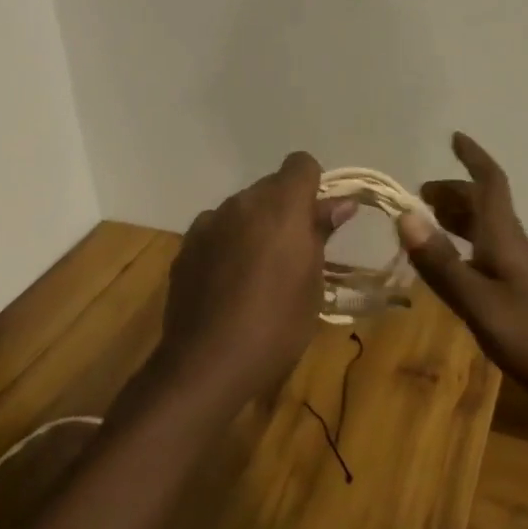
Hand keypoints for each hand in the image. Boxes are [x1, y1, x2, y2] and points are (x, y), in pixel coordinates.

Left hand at [155, 152, 357, 409]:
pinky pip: (217, 230)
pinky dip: (228, 243)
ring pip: (242, 208)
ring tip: (259, 271)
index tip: (319, 219)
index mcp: (282, 206)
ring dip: (255, 225)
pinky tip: (229, 282)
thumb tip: (341, 203)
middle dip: (286, 208)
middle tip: (296, 251)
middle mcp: (243, 202)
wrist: (206, 363)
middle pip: (271, 186)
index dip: (314, 185)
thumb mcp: (313, 282)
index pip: (301, 164)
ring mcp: (209, 222)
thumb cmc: (277, 325)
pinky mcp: (186, 246)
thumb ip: (322, 233)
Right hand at [398, 133, 527, 419]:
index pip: (490, 184)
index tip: (454, 136)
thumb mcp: (481, 305)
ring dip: (459, 219)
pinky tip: (457, 270)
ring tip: (430, 223)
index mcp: (505, 239)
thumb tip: (404, 214)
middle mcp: (515, 247)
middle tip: (421, 195)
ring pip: (488, 231)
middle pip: (485, 206)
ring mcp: (524, 272)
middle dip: (454, 193)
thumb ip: (442, 264)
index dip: (473, 158)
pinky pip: (491, 255)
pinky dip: (468, 249)